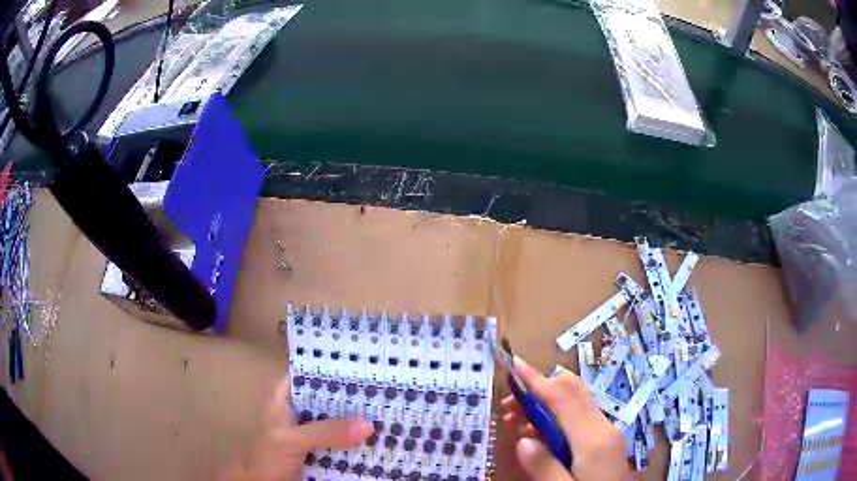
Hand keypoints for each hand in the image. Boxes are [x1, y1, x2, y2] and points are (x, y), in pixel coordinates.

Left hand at [223, 376, 372, 480]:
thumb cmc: (266, 457)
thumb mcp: (292, 440)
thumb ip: (325, 431)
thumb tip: (368, 423)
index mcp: (284, 398)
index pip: (308, 373)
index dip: (331, 368)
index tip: (362, 365)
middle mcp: (300, 412)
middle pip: (328, 398)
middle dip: (353, 396)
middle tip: (386, 389)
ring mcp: (311, 433)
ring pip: (338, 421)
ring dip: (358, 420)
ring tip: (390, 411)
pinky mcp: (321, 451)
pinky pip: (343, 442)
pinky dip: (358, 441)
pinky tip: (380, 437)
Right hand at [501, 359, 631, 480]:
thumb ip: (545, 468)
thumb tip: (522, 440)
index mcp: (594, 440)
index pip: (563, 398)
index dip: (536, 380)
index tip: (513, 365)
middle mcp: (604, 427)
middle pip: (573, 390)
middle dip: (539, 387)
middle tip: (509, 404)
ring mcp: (608, 431)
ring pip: (576, 401)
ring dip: (546, 402)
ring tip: (517, 421)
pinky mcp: (606, 439)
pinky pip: (580, 416)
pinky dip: (557, 415)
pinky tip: (540, 434)